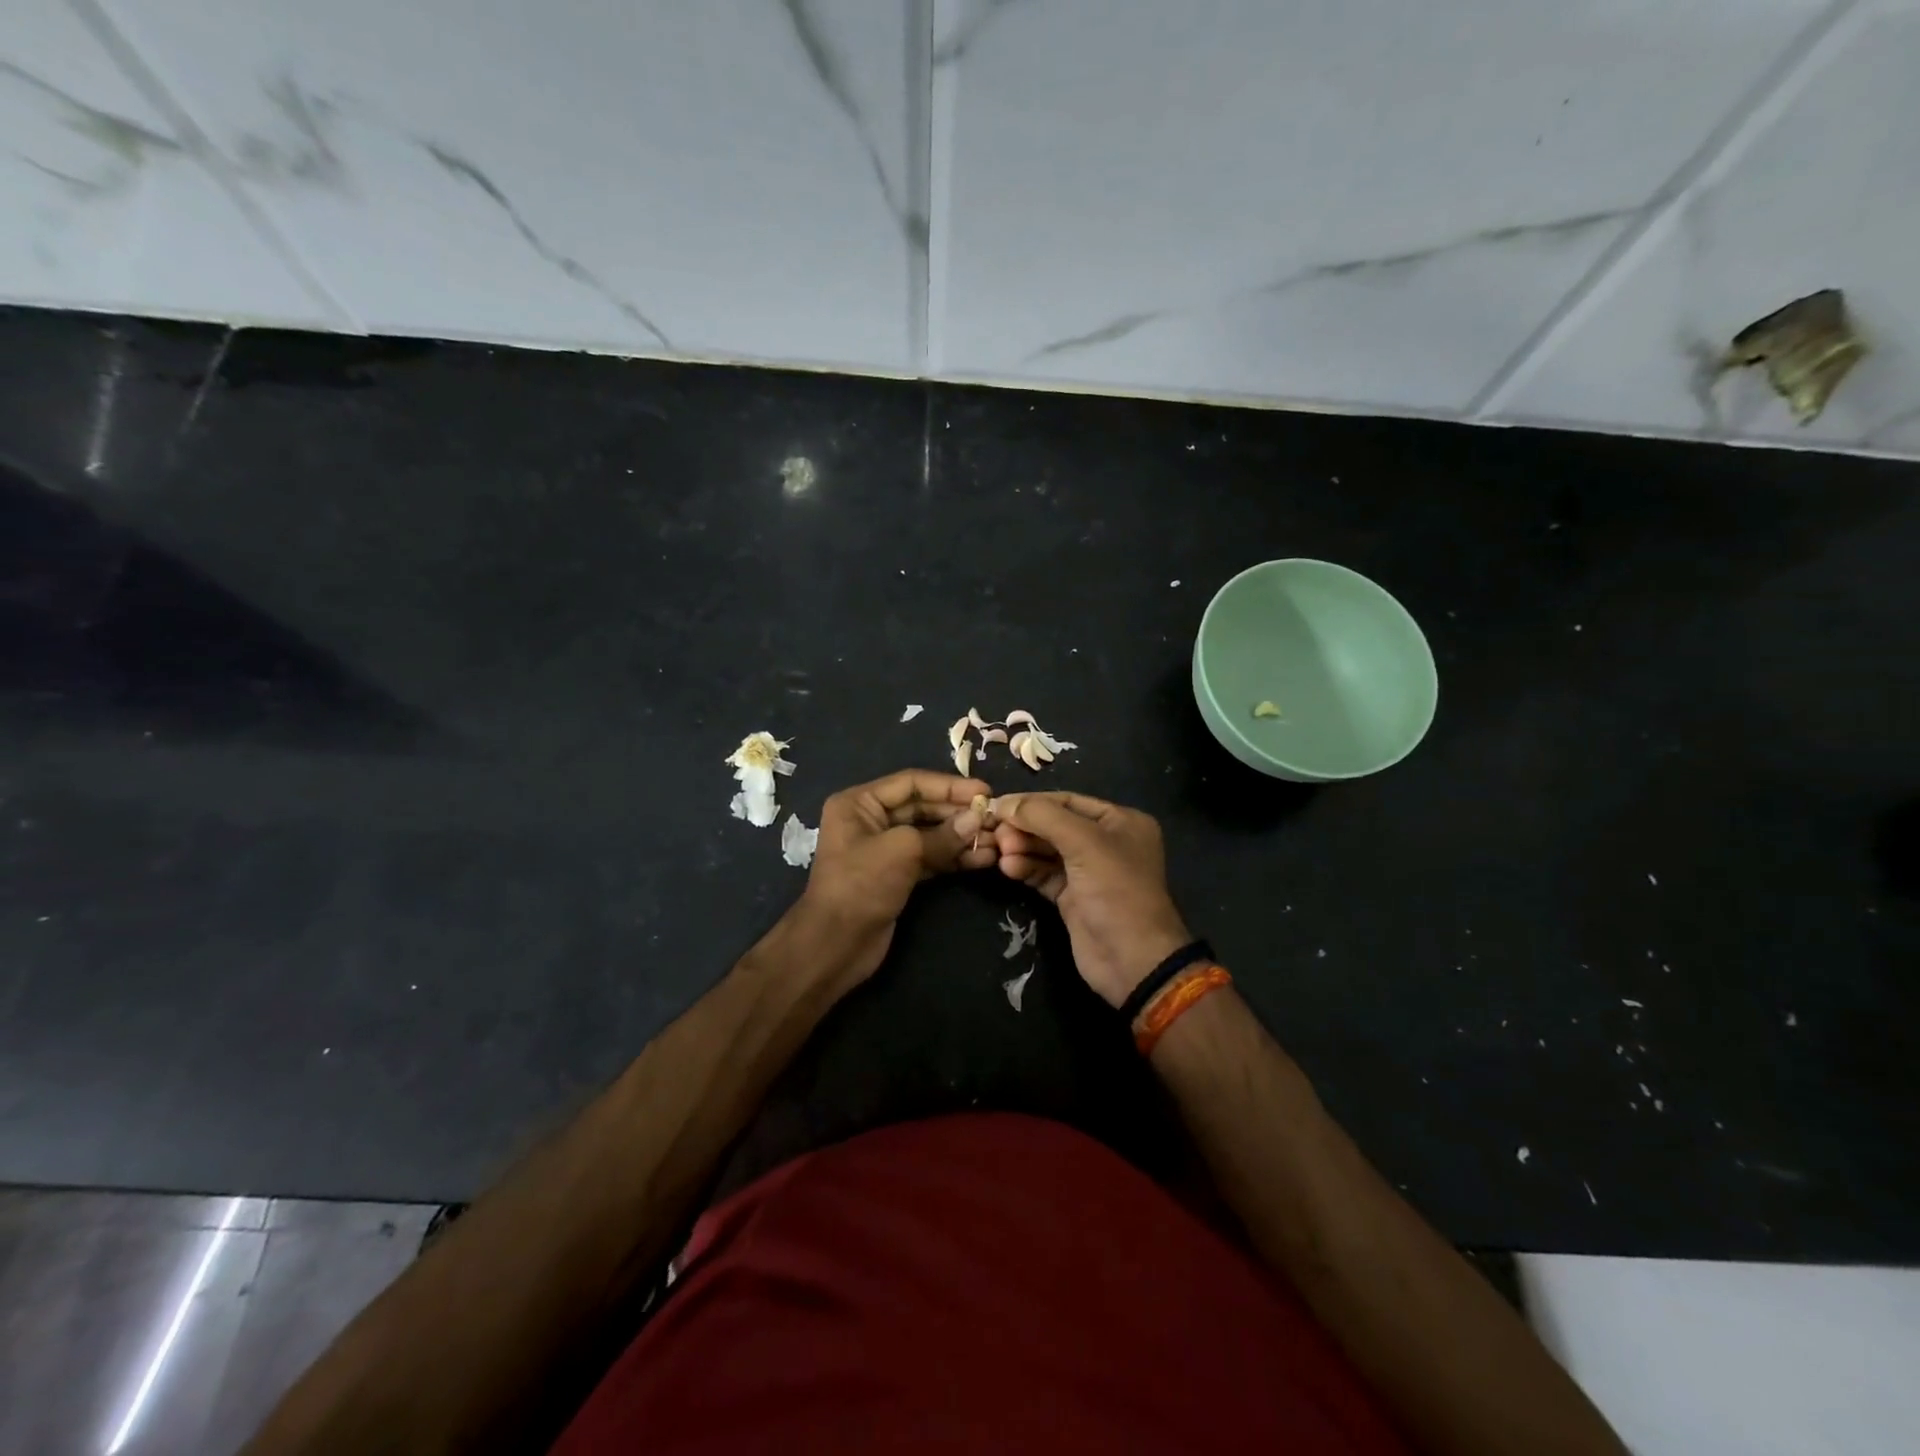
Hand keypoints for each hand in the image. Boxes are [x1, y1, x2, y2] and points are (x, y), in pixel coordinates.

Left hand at [795, 769, 995, 987]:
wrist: (836, 945)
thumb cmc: (861, 886)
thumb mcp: (901, 851)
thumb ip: (942, 834)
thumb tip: (977, 820)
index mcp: (859, 802)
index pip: (912, 783)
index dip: (950, 786)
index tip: (985, 791)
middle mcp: (870, 819)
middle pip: (923, 807)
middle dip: (959, 813)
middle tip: (995, 818)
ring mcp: (884, 849)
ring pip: (930, 834)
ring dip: (962, 837)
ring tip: (997, 840)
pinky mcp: (897, 875)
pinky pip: (930, 857)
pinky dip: (955, 857)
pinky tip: (983, 858)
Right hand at [953, 791, 1192, 1007]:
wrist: (1133, 960)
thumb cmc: (1116, 890)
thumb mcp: (1084, 843)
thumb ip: (1043, 816)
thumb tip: (1004, 803)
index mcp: (1120, 821)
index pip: (1068, 801)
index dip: (1032, 802)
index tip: (997, 805)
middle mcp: (1106, 842)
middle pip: (1055, 825)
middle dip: (1025, 828)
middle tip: (997, 833)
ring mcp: (1089, 871)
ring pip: (1047, 850)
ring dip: (1022, 848)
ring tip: (1001, 852)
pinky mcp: (1073, 897)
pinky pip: (1044, 874)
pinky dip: (1026, 868)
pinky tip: (1008, 868)